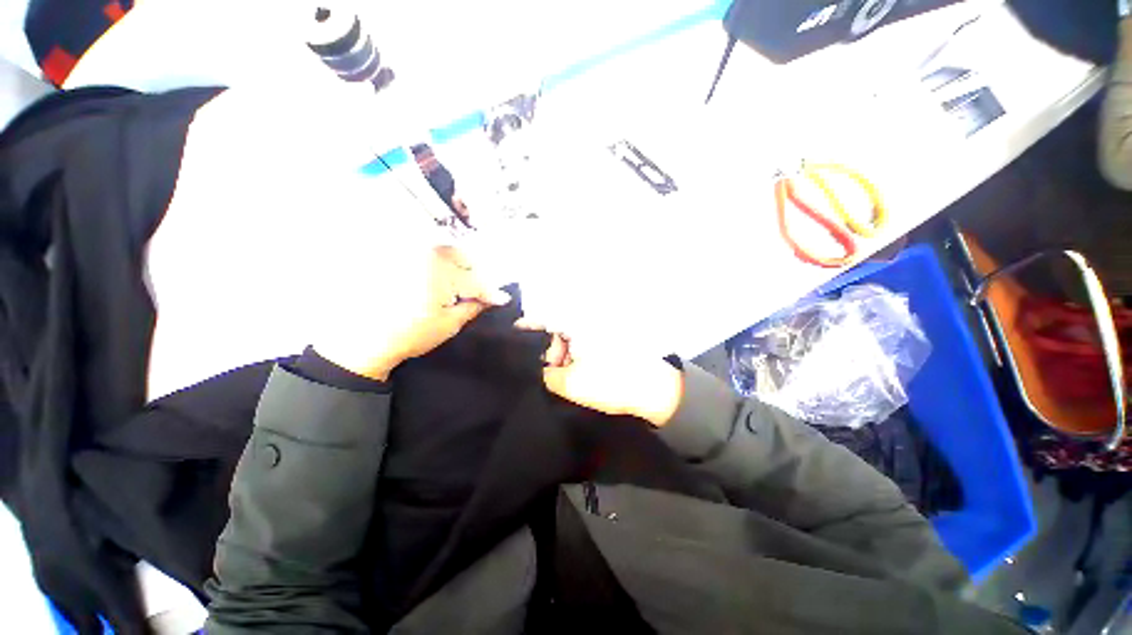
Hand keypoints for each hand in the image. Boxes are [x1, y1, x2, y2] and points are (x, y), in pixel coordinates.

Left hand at [314, 246, 508, 380]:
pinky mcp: (396, 254)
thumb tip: (497, 299)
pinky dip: (439, 266)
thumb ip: (476, 306)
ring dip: (458, 269)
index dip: (490, 292)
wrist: (362, 339)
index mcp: (441, 268)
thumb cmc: (410, 333)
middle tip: (477, 296)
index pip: (476, 279)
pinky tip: (438, 283)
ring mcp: (409, 250)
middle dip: (474, 277)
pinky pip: (428, 254)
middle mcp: (426, 251)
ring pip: (447, 254)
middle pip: (464, 260)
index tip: (501, 300)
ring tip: (457, 290)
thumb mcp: (450, 323)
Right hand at [521, 323, 684, 426]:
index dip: (527, 329)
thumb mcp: (570, 383)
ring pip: (570, 339)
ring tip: (562, 375)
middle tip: (548, 371)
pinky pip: (583, 345)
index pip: (544, 319)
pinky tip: (574, 372)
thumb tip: (537, 367)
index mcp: (578, 324)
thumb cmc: (610, 382)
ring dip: (563, 356)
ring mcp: (600, 331)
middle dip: (548, 351)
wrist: (654, 391)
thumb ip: (545, 375)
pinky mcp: (607, 342)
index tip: (513, 339)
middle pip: (556, 330)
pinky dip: (575, 357)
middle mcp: (588, 321)